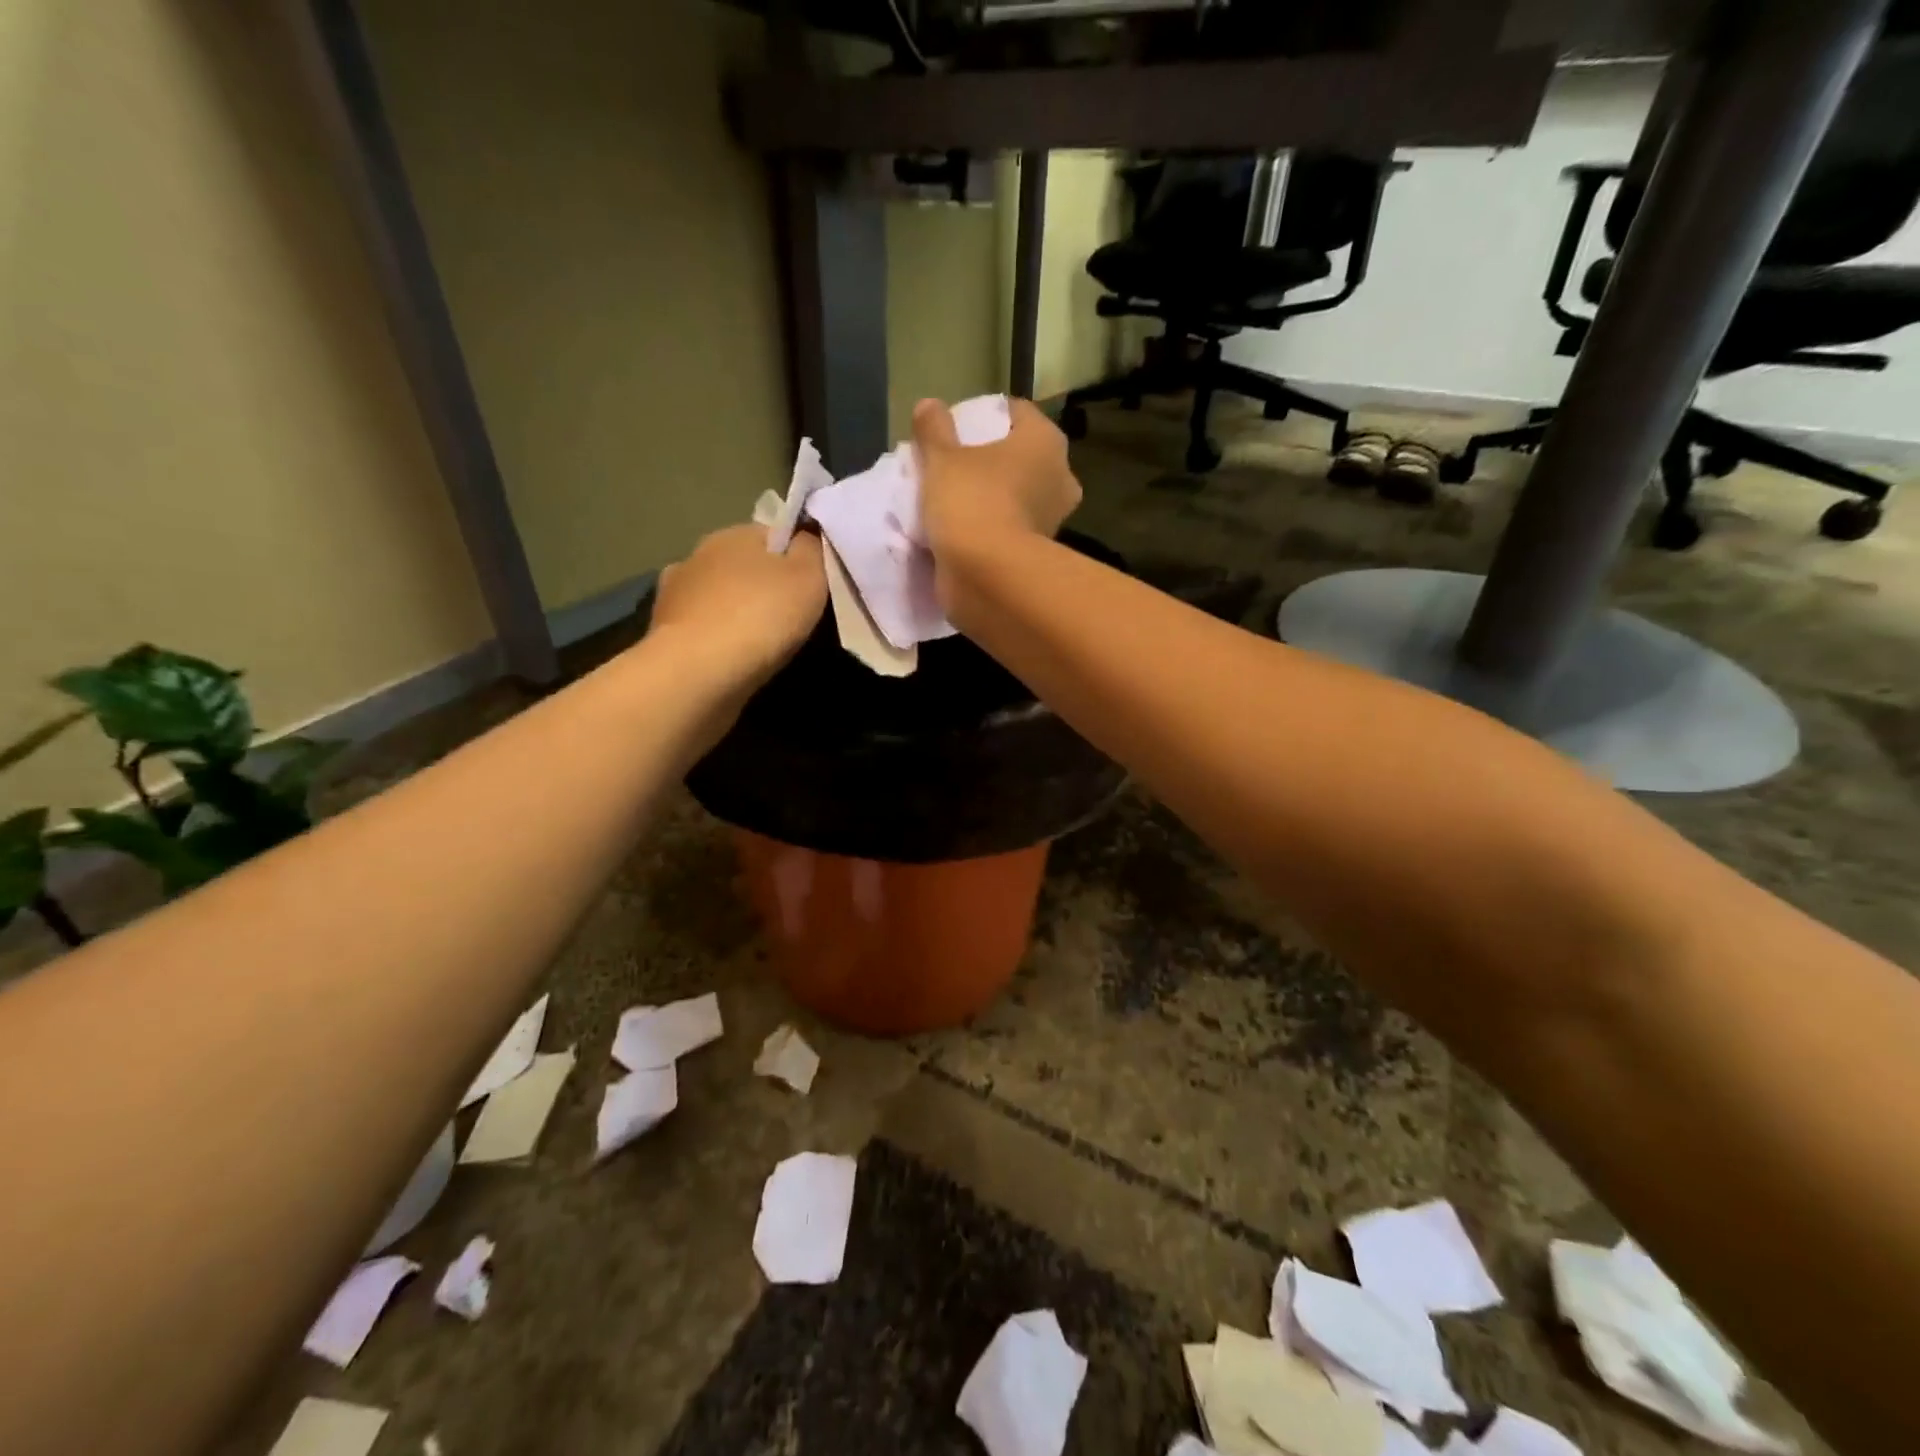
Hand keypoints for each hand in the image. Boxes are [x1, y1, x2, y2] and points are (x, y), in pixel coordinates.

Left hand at [648, 522, 825, 688]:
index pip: (774, 536)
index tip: (810, 588)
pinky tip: (730, 658)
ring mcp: (674, 594)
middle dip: (763, 587)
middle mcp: (698, 555)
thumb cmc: (760, 617)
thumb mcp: (808, 577)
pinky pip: (701, 629)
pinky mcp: (662, 632)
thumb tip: (806, 536)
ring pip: (719, 598)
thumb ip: (811, 550)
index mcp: (734, 534)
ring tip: (759, 644)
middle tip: (789, 620)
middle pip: (744, 567)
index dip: (796, 559)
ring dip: (735, 613)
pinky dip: (716, 639)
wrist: (698, 673)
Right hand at [912, 397, 1082, 562]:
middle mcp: (1060, 476)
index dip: (986, 415)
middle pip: (1021, 456)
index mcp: (1045, 441)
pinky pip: (1012, 526)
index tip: (958, 428)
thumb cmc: (972, 502)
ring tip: (956, 498)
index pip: (1016, 412)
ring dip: (995, 495)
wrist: (988, 576)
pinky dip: (994, 525)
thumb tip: (928, 406)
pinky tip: (966, 529)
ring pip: (1019, 494)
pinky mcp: (1040, 552)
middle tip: (956, 464)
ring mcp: (1053, 518)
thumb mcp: (942, 458)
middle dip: (993, 459)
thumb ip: (934, 429)